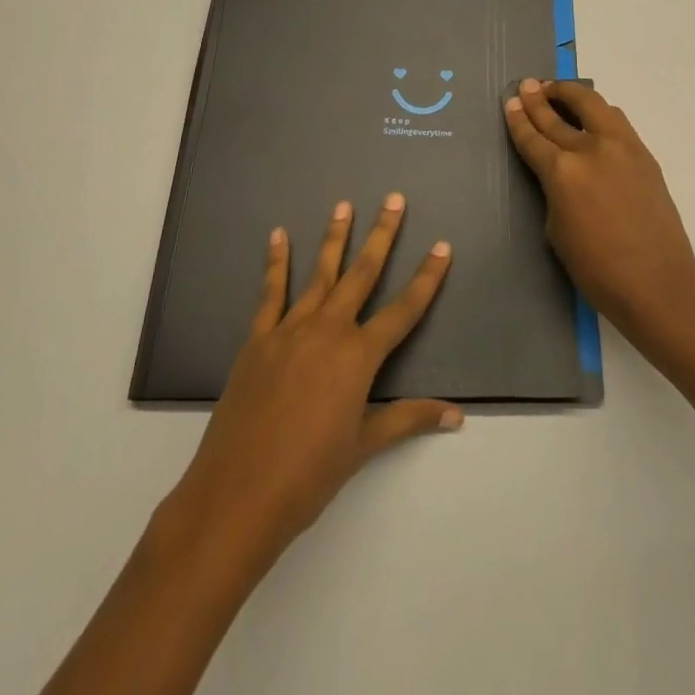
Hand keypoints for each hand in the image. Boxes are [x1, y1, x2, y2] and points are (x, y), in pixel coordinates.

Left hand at [163, 195, 460, 569]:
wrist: (237, 495)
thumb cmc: (309, 474)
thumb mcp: (364, 445)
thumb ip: (409, 419)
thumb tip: (457, 414)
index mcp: (358, 356)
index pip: (403, 310)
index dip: (427, 278)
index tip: (442, 246)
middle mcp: (328, 330)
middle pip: (362, 273)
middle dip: (382, 235)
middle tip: (394, 199)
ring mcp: (290, 330)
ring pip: (319, 274)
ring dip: (334, 237)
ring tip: (345, 205)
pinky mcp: (258, 339)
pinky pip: (270, 293)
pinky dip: (276, 262)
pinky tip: (278, 236)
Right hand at [504, 79, 694, 338]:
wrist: (657, 282)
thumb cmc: (597, 269)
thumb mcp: (556, 230)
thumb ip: (553, 191)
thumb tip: (558, 172)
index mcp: (562, 172)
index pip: (533, 137)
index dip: (518, 119)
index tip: (510, 103)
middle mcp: (590, 149)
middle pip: (558, 115)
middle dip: (539, 98)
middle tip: (527, 85)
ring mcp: (621, 146)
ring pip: (593, 104)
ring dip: (571, 94)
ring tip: (557, 90)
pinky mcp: (643, 152)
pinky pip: (615, 120)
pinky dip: (597, 111)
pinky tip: (590, 114)